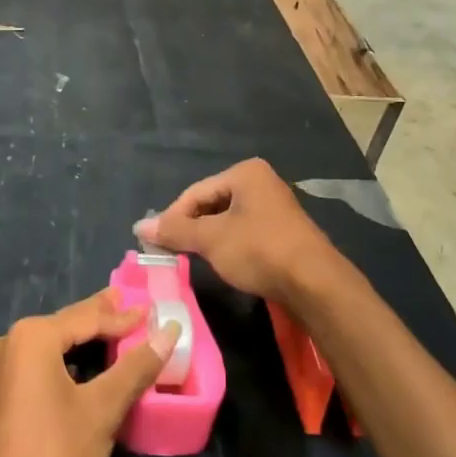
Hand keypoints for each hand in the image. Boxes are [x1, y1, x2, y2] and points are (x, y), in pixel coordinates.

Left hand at [0, 291, 179, 456]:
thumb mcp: (103, 411)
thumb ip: (136, 367)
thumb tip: (170, 330)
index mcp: (30, 338)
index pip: (86, 318)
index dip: (122, 316)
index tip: (151, 309)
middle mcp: (6, 345)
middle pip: (64, 327)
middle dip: (99, 321)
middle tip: (131, 308)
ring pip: (48, 349)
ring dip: (81, 344)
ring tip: (112, 336)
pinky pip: (35, 369)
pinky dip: (63, 365)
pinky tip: (82, 372)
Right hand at [135, 158, 339, 303]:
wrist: (316, 284)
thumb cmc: (259, 250)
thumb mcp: (211, 240)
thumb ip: (176, 231)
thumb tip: (139, 227)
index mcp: (245, 173)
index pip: (195, 192)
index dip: (173, 218)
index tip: (156, 243)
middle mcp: (261, 182)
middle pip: (211, 203)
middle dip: (192, 228)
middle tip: (172, 252)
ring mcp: (275, 206)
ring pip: (228, 220)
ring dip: (209, 239)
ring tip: (194, 259)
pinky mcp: (283, 231)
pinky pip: (245, 232)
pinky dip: (230, 245)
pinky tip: (225, 263)